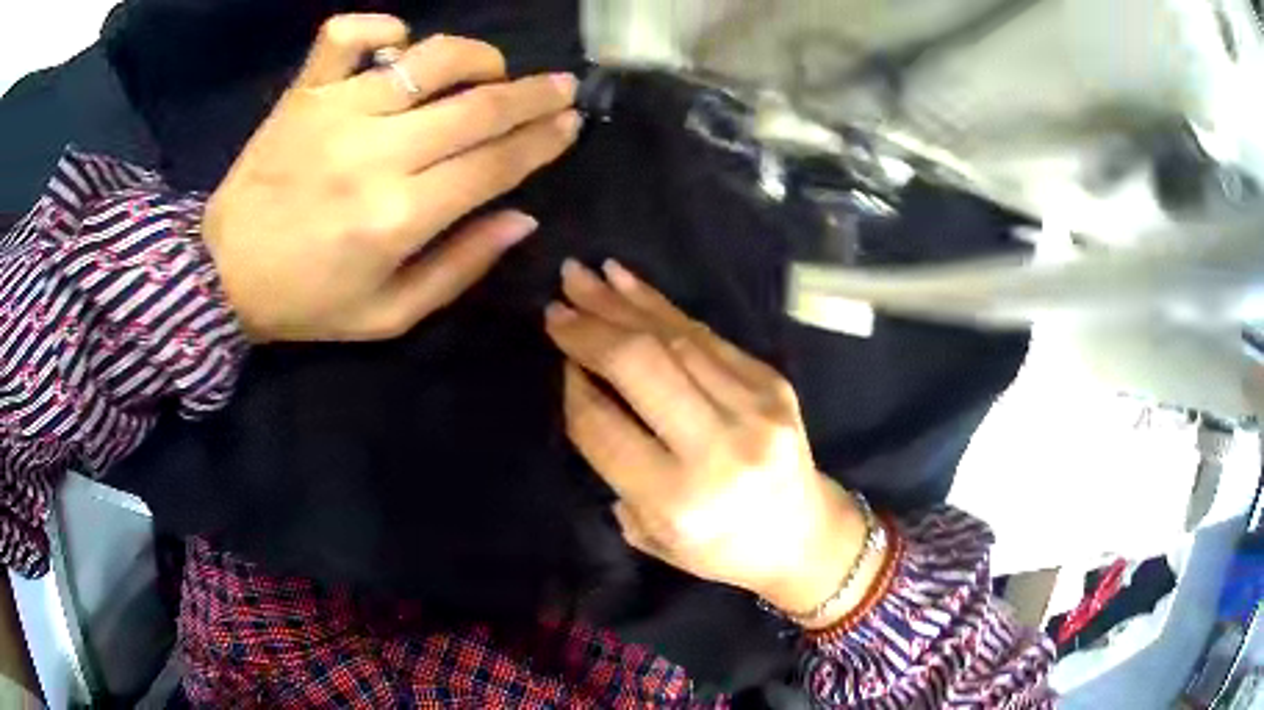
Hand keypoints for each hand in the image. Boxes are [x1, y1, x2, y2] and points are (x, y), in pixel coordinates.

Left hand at [203, 15, 580, 341]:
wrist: (221, 275)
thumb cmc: (306, 302)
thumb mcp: (389, 315)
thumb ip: (459, 267)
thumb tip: (522, 218)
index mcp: (398, 217)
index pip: (495, 163)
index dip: (543, 140)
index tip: (570, 123)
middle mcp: (375, 153)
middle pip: (477, 107)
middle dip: (533, 94)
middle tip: (561, 87)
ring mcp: (336, 112)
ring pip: (430, 57)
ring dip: (477, 57)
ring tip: (491, 70)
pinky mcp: (304, 92)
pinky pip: (349, 34)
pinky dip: (382, 27)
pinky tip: (397, 45)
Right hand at [545, 260, 874, 625]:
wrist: (804, 535)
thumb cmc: (720, 547)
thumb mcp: (652, 533)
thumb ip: (614, 466)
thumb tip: (585, 383)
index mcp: (679, 500)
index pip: (603, 425)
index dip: (573, 384)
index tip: (558, 356)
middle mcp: (718, 448)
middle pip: (640, 367)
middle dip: (590, 329)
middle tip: (555, 303)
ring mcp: (754, 408)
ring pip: (673, 339)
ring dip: (620, 304)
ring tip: (581, 277)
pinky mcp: (773, 382)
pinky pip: (706, 335)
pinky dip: (662, 307)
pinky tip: (627, 283)